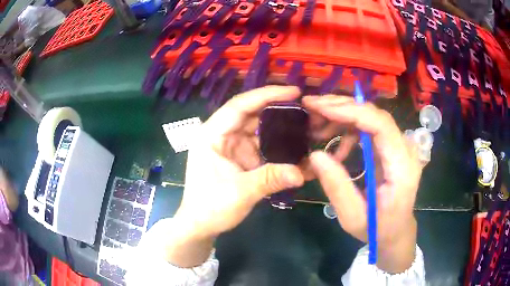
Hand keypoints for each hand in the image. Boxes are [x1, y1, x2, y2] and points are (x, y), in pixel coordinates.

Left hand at [163, 86, 305, 266]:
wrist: (201, 225)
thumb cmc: (210, 207)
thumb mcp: (240, 193)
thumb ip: (271, 179)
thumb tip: (302, 173)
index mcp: (211, 135)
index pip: (239, 105)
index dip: (266, 95)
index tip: (293, 91)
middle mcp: (221, 134)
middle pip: (252, 114)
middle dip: (278, 109)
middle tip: (306, 108)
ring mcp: (231, 145)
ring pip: (259, 129)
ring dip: (280, 128)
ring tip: (306, 125)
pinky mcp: (240, 157)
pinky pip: (261, 145)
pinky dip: (278, 146)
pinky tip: (296, 147)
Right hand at [303, 95, 421, 273]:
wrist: (396, 231)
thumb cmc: (378, 229)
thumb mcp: (352, 217)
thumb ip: (337, 187)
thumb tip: (315, 155)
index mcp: (402, 167)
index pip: (380, 124)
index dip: (350, 111)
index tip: (319, 107)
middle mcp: (405, 150)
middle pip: (375, 114)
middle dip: (341, 107)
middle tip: (311, 107)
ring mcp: (400, 146)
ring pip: (370, 117)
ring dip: (342, 117)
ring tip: (317, 130)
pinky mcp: (392, 147)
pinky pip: (370, 128)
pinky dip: (349, 131)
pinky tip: (337, 149)